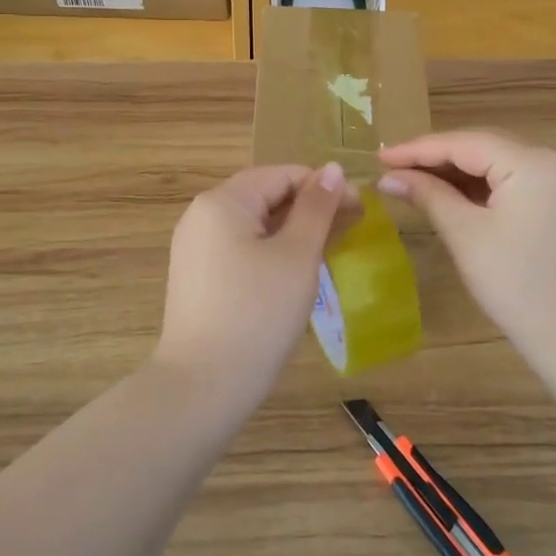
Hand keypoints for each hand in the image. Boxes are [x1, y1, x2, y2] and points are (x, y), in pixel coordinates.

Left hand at [154, 162, 358, 410]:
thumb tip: (333, 169)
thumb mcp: (297, 256)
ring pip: (253, 224)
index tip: (361, 208)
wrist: (202, 385)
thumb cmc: (257, 313)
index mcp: (222, 201)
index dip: (324, 187)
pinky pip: (239, 248)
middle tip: (351, 229)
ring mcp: (194, 247)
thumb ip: (317, 208)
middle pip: (265, 196)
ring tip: (328, 250)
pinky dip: (270, 251)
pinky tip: (294, 273)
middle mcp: (201, 215)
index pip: (281, 175)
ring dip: (292, 231)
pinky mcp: (196, 276)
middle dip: (309, 209)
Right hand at [378, 131, 555, 353]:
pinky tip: (448, 194)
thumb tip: (388, 177)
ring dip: (455, 171)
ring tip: (411, 179)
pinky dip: (478, 186)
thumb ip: (428, 196)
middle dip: (435, 157)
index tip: (379, 157)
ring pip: (495, 163)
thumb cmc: (516, 284)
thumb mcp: (466, 235)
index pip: (465, 143)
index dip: (418, 149)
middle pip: (482, 146)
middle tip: (391, 168)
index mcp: (532, 163)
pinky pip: (510, 181)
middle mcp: (550, 161)